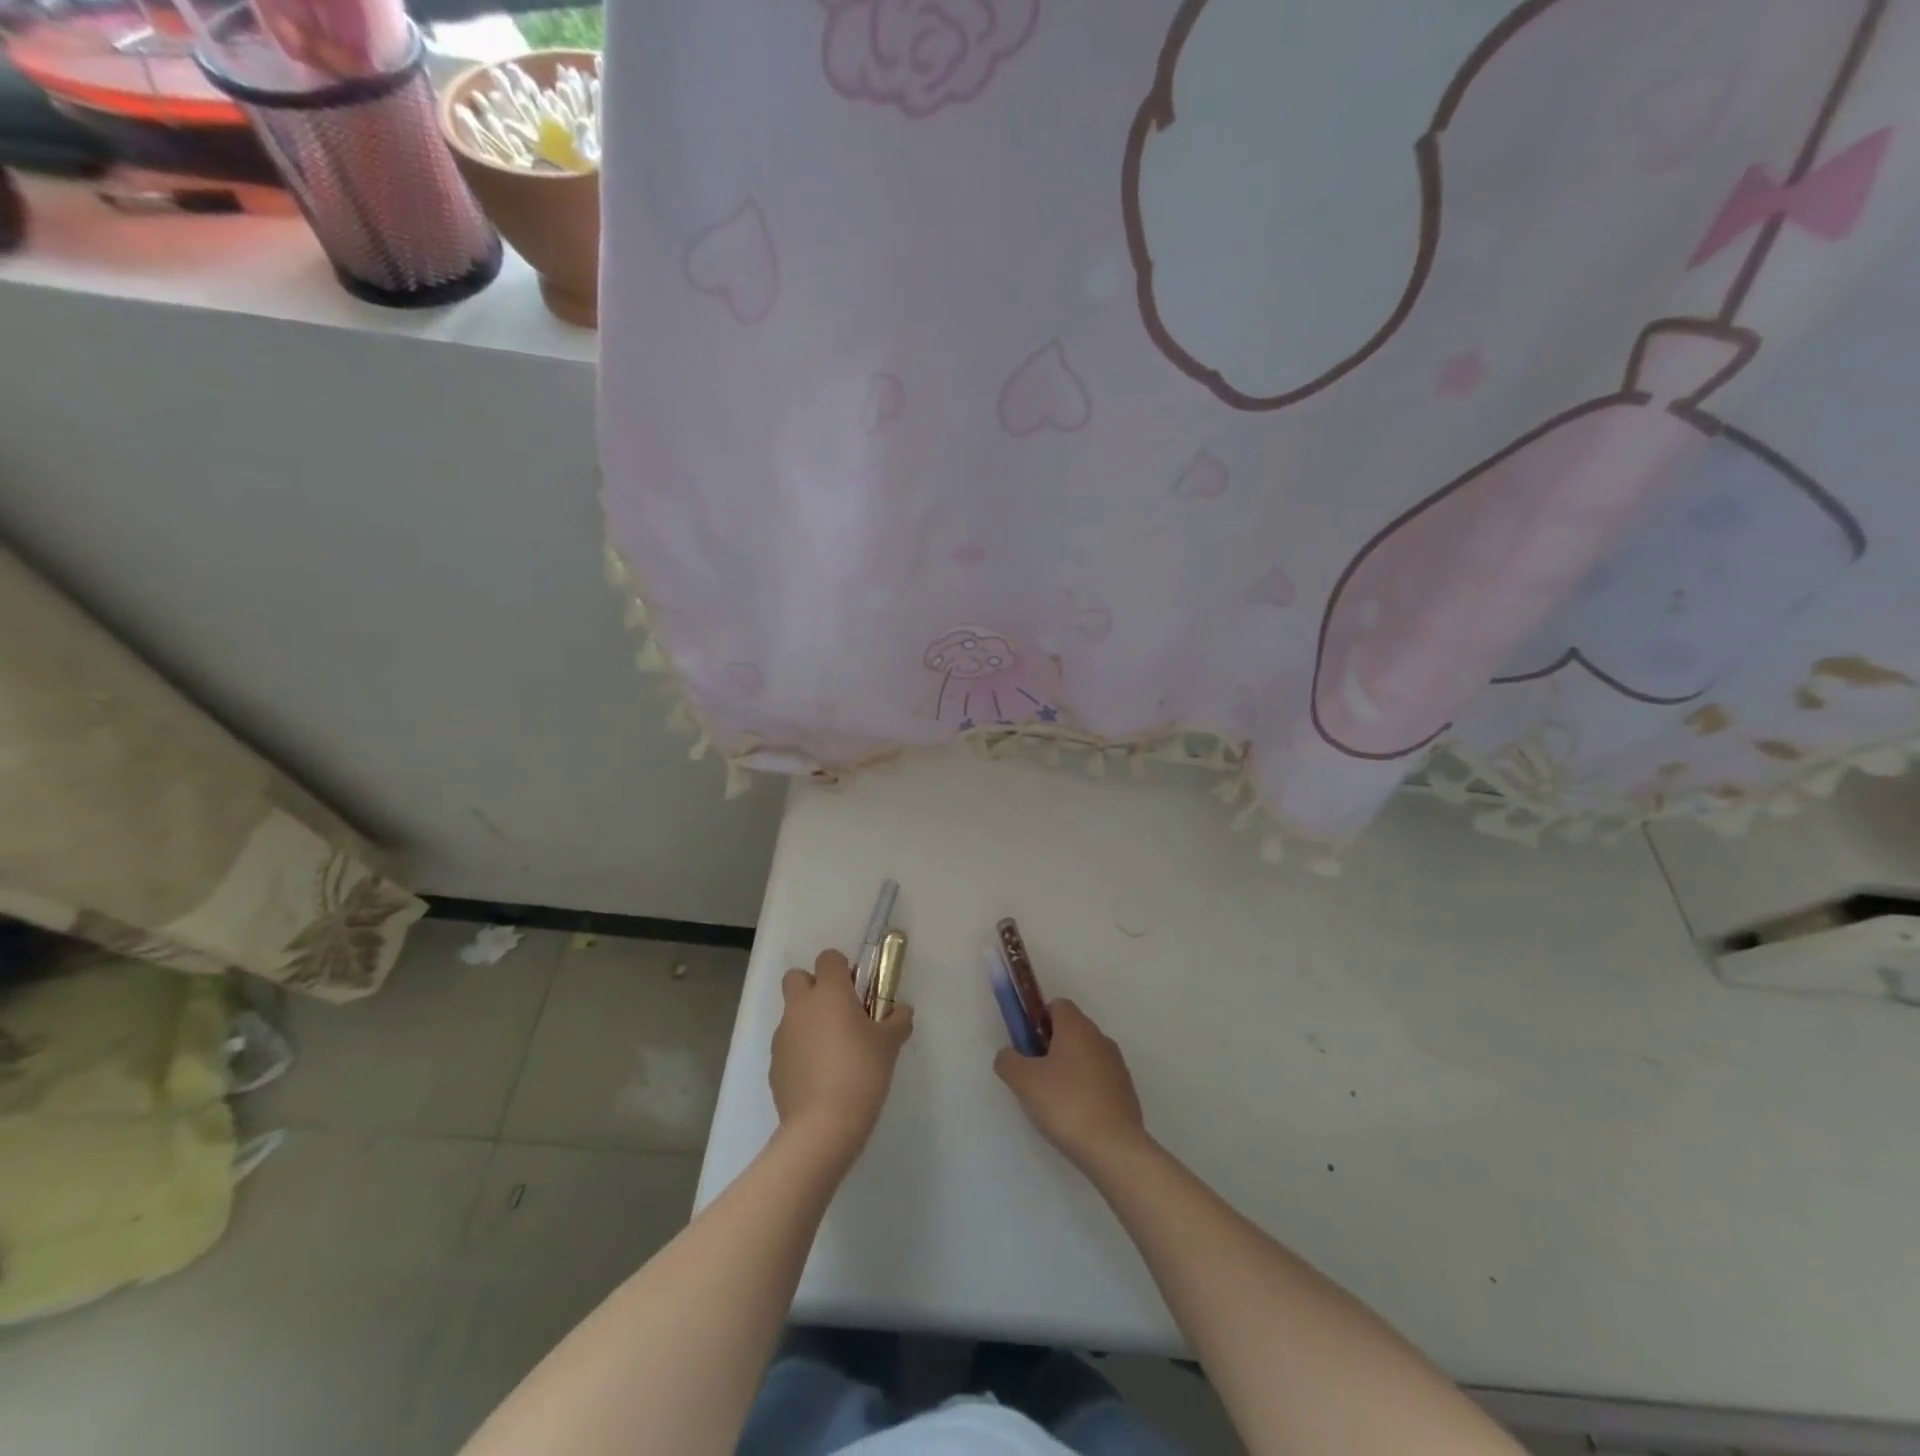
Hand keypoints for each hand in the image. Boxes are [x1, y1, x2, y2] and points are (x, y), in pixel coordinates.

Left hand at [770, 949, 913, 1163]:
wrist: (822, 1126)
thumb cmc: (862, 1073)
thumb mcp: (890, 1044)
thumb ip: (898, 1020)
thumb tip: (901, 1010)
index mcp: (830, 992)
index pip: (828, 958)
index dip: (842, 968)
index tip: (857, 990)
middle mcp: (801, 1006)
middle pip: (797, 977)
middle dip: (814, 987)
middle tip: (838, 1012)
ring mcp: (783, 1035)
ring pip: (792, 1013)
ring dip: (808, 1021)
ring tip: (833, 1052)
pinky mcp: (774, 1064)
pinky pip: (788, 1045)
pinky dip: (801, 1051)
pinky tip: (820, 1077)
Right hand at [994, 999, 1148, 1171]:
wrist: (1114, 1149)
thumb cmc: (1065, 1104)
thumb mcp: (1023, 1081)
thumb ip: (1008, 1060)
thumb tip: (1008, 1054)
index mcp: (1077, 1027)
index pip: (1057, 1005)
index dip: (1038, 1020)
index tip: (1027, 1045)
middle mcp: (1100, 1038)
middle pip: (1071, 1030)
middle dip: (1050, 1046)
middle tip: (1034, 1075)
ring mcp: (1117, 1065)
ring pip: (1085, 1055)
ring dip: (1068, 1069)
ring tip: (1053, 1101)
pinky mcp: (1126, 1091)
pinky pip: (1098, 1079)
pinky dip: (1085, 1088)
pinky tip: (1075, 1115)